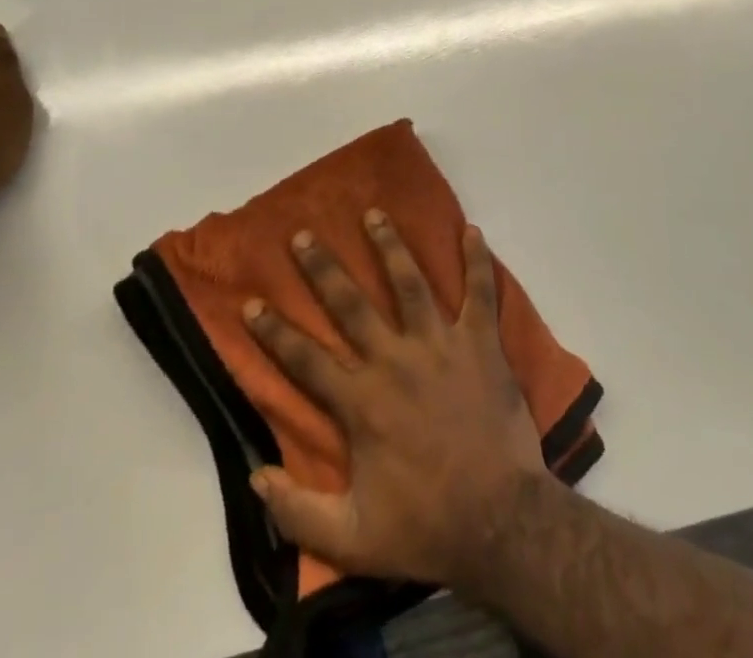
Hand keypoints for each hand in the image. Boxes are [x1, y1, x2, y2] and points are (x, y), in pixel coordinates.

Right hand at [243, 212, 547, 589]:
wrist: (501, 524)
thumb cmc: (426, 529)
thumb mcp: (351, 539)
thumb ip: (298, 511)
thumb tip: (254, 477)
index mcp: (361, 402)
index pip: (305, 359)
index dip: (273, 332)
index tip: (252, 301)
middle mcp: (395, 360)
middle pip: (351, 304)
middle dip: (323, 268)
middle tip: (304, 234)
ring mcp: (440, 346)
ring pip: (410, 283)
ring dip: (390, 246)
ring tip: (374, 214)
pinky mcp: (480, 344)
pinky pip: (480, 294)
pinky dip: (478, 261)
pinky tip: (472, 230)